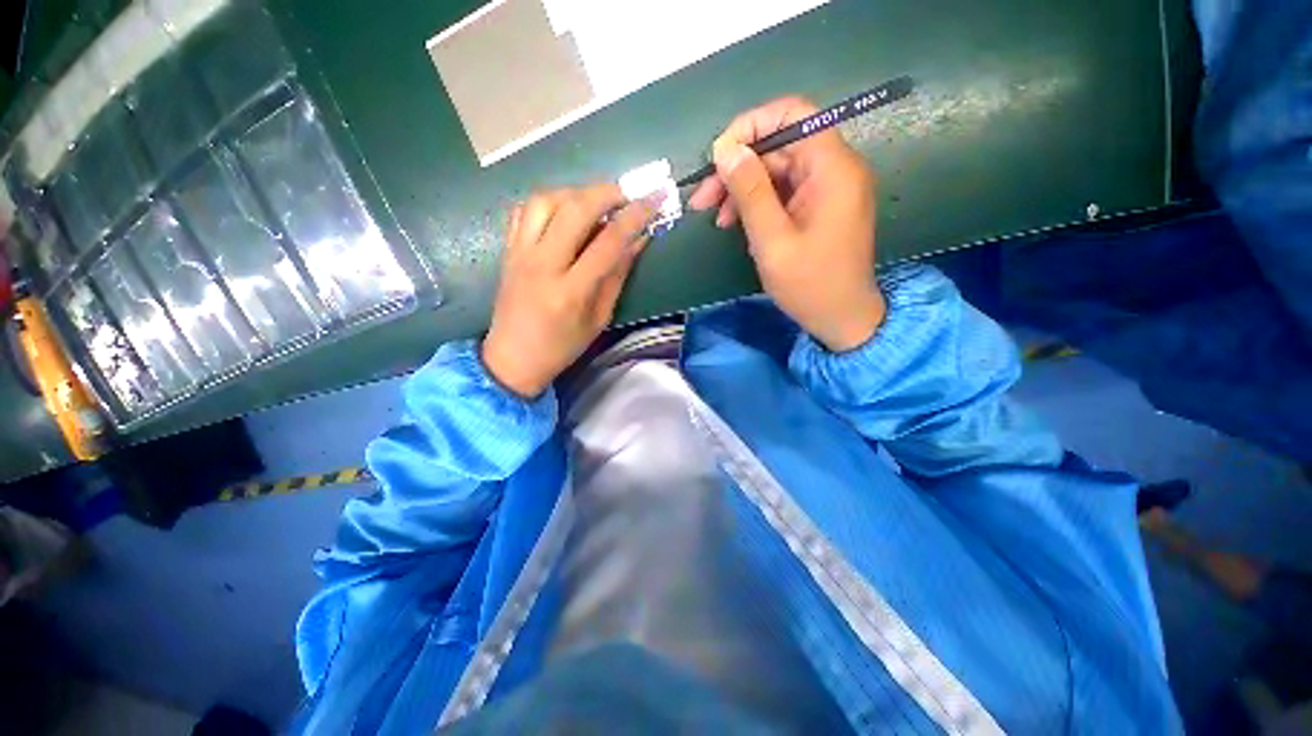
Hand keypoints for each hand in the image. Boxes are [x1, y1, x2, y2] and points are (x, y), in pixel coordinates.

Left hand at [482, 184, 658, 398]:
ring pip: (546, 200)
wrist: (512, 358)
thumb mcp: (598, 319)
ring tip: (595, 202)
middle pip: (574, 209)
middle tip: (627, 195)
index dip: (634, 217)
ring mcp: (520, 253)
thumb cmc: (561, 346)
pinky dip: (549, 201)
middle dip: (606, 193)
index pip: (607, 242)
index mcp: (570, 291)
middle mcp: (543, 264)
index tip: (653, 200)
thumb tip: (638, 241)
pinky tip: (565, 211)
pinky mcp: (508, 250)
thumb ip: (617, 277)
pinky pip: (525, 210)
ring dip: (576, 192)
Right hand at [688, 97, 884, 351]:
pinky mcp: (818, 206)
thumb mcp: (772, 240)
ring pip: (777, 170)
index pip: (793, 114)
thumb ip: (750, 191)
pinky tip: (735, 223)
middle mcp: (834, 168)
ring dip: (742, 189)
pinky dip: (757, 203)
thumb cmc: (810, 285)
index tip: (718, 156)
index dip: (751, 126)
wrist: (841, 319)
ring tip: (715, 217)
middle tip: (702, 199)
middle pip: (779, 146)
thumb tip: (725, 149)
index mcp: (832, 169)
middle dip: (737, 167)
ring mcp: (827, 188)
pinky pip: (783, 191)